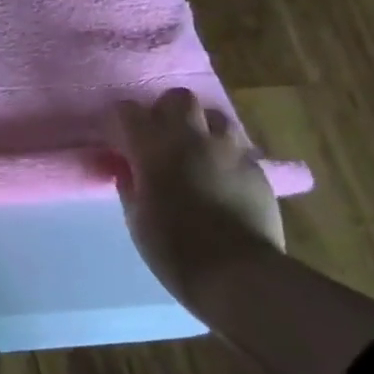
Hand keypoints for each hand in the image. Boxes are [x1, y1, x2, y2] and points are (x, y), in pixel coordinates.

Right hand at [111, 88, 284, 310]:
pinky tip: (221, 174)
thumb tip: (128, 168)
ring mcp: (230, 151)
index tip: (115, 138)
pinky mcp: (258, 169)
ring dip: (201, 127)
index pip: (127, 111)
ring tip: (195, 149)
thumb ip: (130, 183)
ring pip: (215, 115)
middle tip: (159, 135)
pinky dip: (225, 153)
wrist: (239, 275)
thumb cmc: (174, 249)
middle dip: (165, 110)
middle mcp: (192, 139)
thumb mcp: (136, 217)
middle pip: (178, 98)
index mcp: (153, 148)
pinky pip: (238, 146)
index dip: (118, 121)